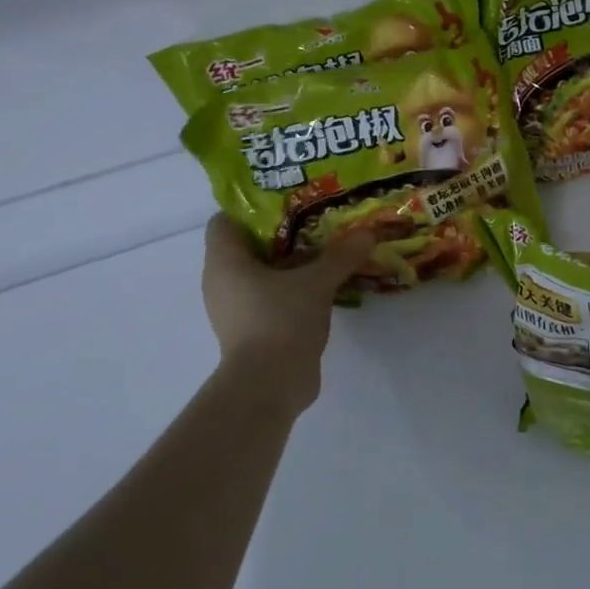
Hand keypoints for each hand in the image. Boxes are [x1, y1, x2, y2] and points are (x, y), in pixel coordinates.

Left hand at [201, 216, 375, 404]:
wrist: (269, 384)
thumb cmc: (281, 320)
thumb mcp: (317, 282)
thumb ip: (341, 256)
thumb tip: (367, 232)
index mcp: (224, 262)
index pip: (226, 221)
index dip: (253, 209)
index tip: (290, 204)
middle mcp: (222, 282)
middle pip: (249, 247)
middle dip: (283, 235)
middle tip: (318, 224)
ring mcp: (235, 309)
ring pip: (262, 275)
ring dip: (291, 265)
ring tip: (327, 254)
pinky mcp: (252, 330)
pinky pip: (271, 298)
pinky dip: (292, 290)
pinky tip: (323, 288)